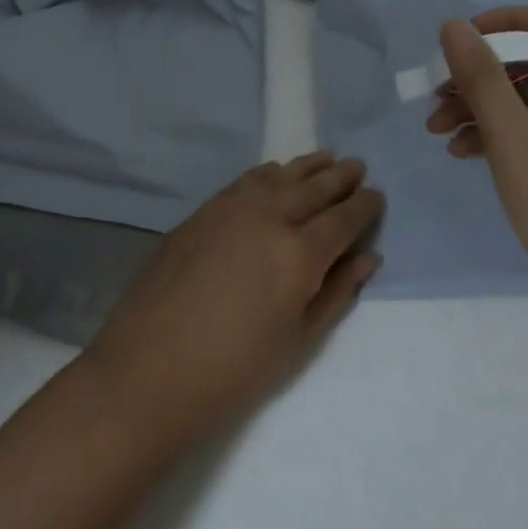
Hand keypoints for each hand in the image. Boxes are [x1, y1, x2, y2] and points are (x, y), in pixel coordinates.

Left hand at [81, 153, 382, 446]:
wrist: (149, 368)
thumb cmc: (233, 370)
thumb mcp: (297, 340)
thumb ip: (335, 292)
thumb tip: (368, 257)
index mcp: (299, 254)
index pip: (343, 219)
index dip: (364, 206)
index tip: (377, 195)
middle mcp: (268, 217)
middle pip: (313, 188)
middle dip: (340, 177)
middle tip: (358, 166)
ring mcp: (230, 208)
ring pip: (278, 175)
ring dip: (306, 167)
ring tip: (326, 158)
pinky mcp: (202, 211)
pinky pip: (245, 181)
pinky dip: (268, 173)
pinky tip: (275, 173)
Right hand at [426, 9, 527, 333]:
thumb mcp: (510, 134)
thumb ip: (482, 78)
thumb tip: (455, 25)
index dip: (509, 20)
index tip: (466, 38)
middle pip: (522, 64)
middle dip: (475, 72)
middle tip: (437, 93)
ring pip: (512, 101)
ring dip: (471, 106)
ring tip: (436, 129)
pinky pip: (512, 134)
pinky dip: (482, 135)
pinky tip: (458, 153)